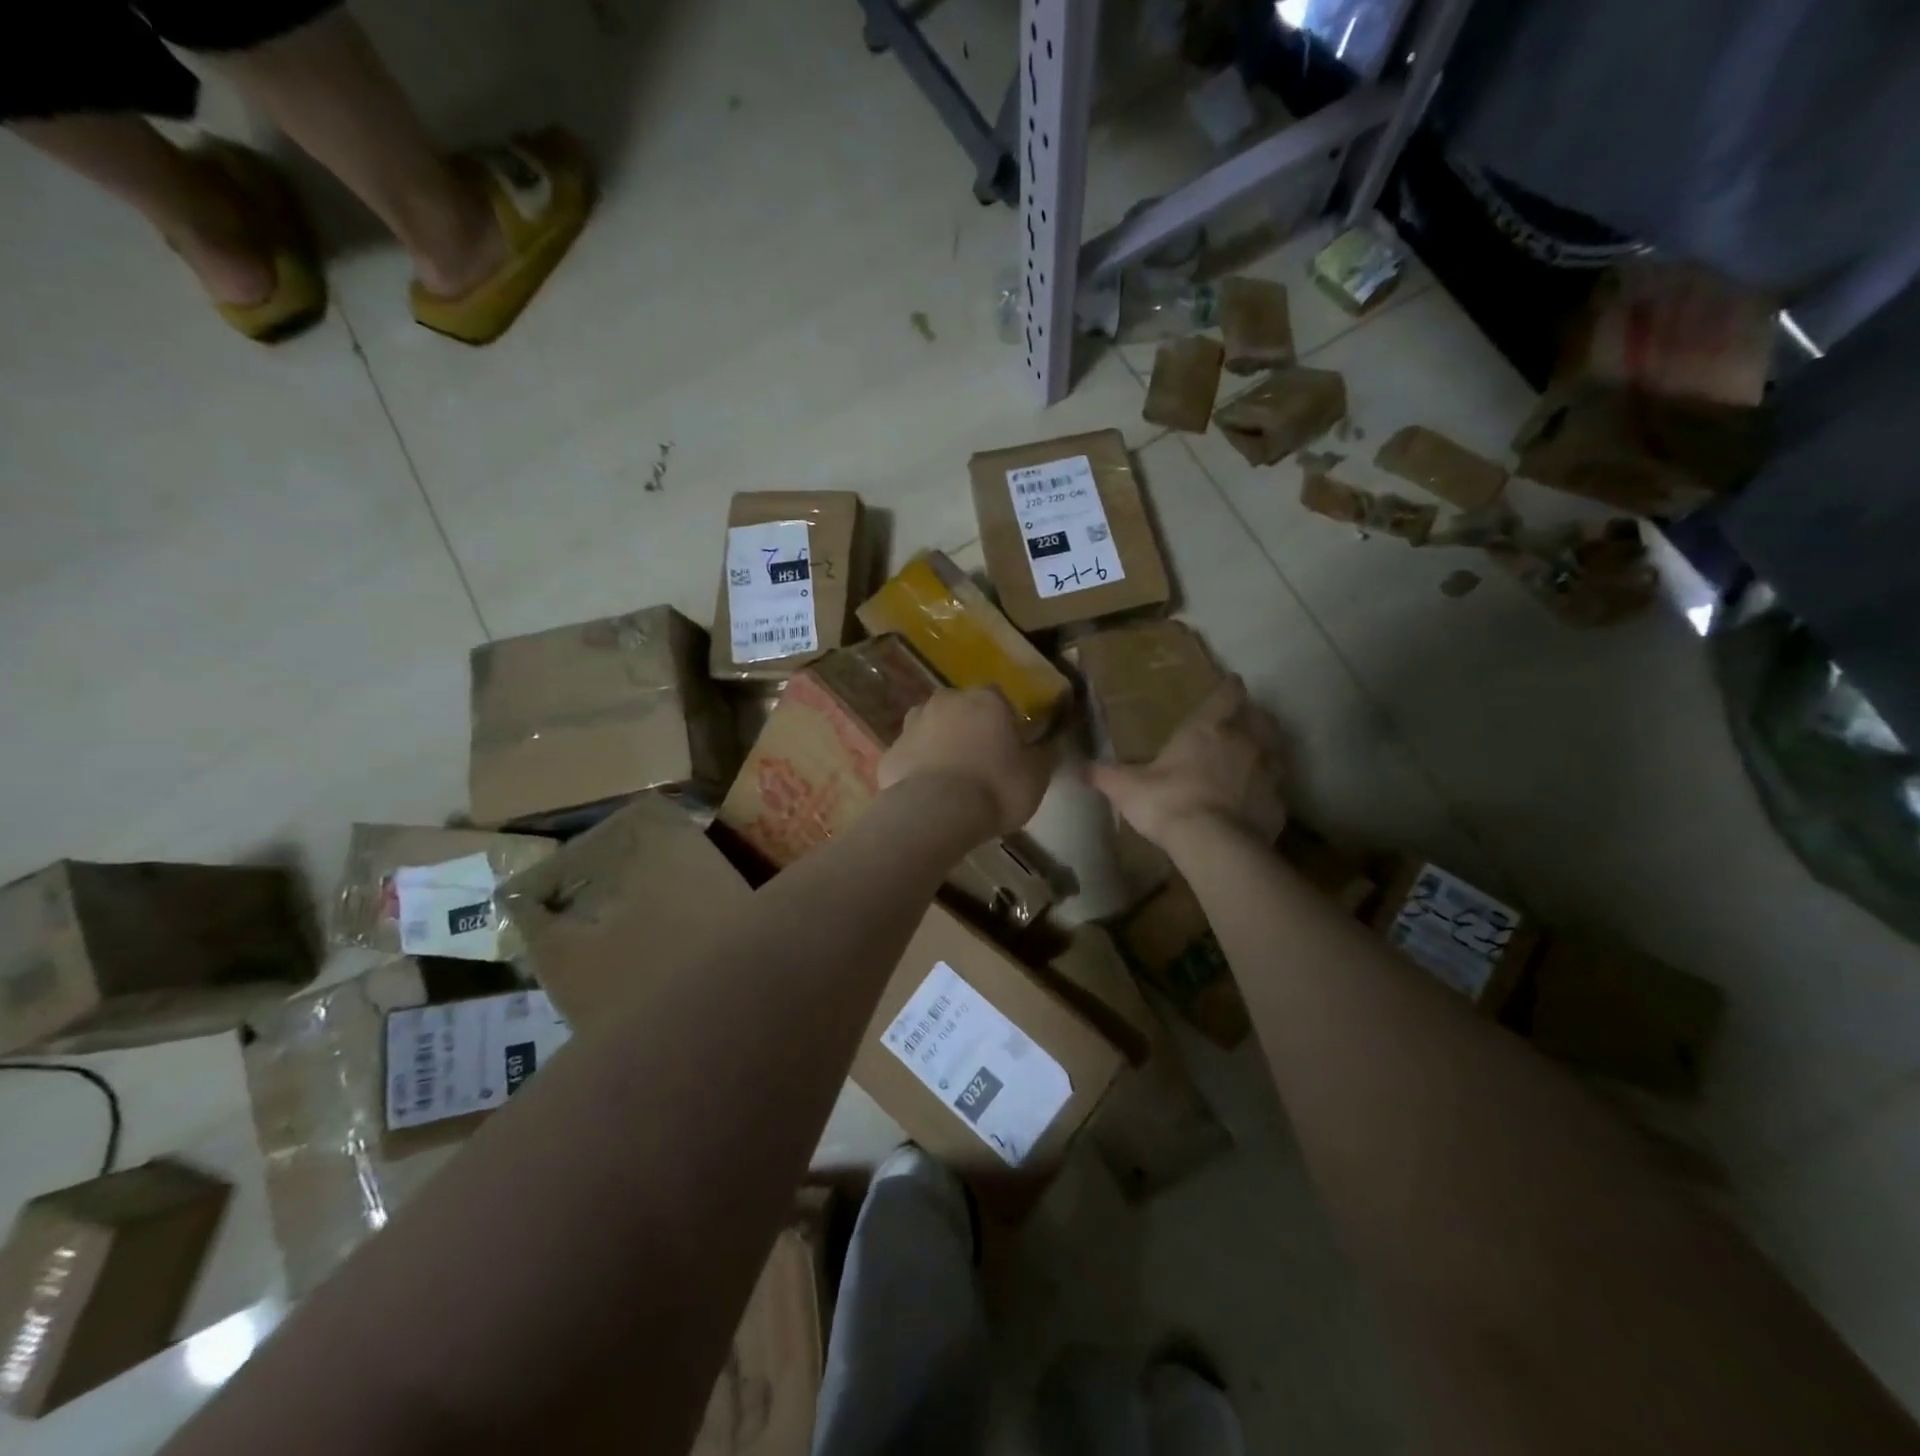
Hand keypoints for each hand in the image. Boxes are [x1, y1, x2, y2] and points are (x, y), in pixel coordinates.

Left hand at [880, 688, 1053, 836]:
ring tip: (950, 777)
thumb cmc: (996, 787)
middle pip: (961, 709)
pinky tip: (926, 793)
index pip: (999, 699)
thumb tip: (1042, 748)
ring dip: (939, 744)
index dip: (1004, 722)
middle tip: (979, 761)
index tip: (1009, 748)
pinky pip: (910, 756)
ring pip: (930, 728)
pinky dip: (917, 768)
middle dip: (968, 728)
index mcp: (986, 700)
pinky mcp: (890, 752)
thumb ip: (1041, 756)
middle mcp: (946, 702)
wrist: (936, 812)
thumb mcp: (1037, 776)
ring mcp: (913, 724)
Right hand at [1087, 674, 1285, 847]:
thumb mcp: (1126, 788)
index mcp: (1208, 729)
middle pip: (1260, 718)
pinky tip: (1255, 800)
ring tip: (1253, 756)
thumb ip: (1104, 775)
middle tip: (1244, 719)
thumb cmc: (1168, 802)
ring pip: (1275, 750)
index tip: (1232, 682)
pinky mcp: (1278, 804)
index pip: (1227, 695)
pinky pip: (1276, 789)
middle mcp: (1244, 742)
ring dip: (1267, 749)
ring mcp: (1267, 773)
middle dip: (1254, 715)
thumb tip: (1077, 767)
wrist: (1214, 844)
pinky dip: (1267, 790)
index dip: (1229, 688)